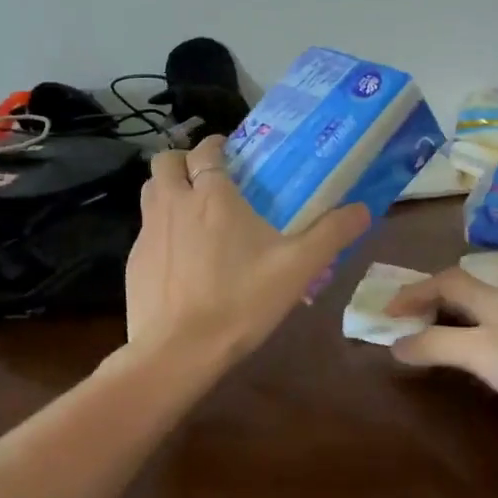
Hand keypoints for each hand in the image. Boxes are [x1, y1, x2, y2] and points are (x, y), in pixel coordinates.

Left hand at [124, 134, 370, 368]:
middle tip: (207, 179)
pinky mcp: (134, 261)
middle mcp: (174, 203)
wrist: (178, 351)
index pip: (205, 150)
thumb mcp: (297, 268)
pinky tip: (180, 259)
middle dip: (184, 161)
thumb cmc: (240, 301)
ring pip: (150, 191)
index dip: (216, 145)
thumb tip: (363, 209)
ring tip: (193, 212)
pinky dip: (161, 230)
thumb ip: (331, 234)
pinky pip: (145, 230)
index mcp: (212, 195)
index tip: (231, 153)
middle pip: (166, 160)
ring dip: (168, 189)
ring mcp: (147, 232)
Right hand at [386, 267, 497, 433]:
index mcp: (491, 299)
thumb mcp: (481, 353)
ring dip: (455, 318)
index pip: (444, 281)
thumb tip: (395, 344)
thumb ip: (437, 346)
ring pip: (484, 310)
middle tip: (408, 321)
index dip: (413, 292)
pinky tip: (485, 359)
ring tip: (438, 336)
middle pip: (464, 290)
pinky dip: (477, 336)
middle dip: (432, 300)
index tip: (386, 312)